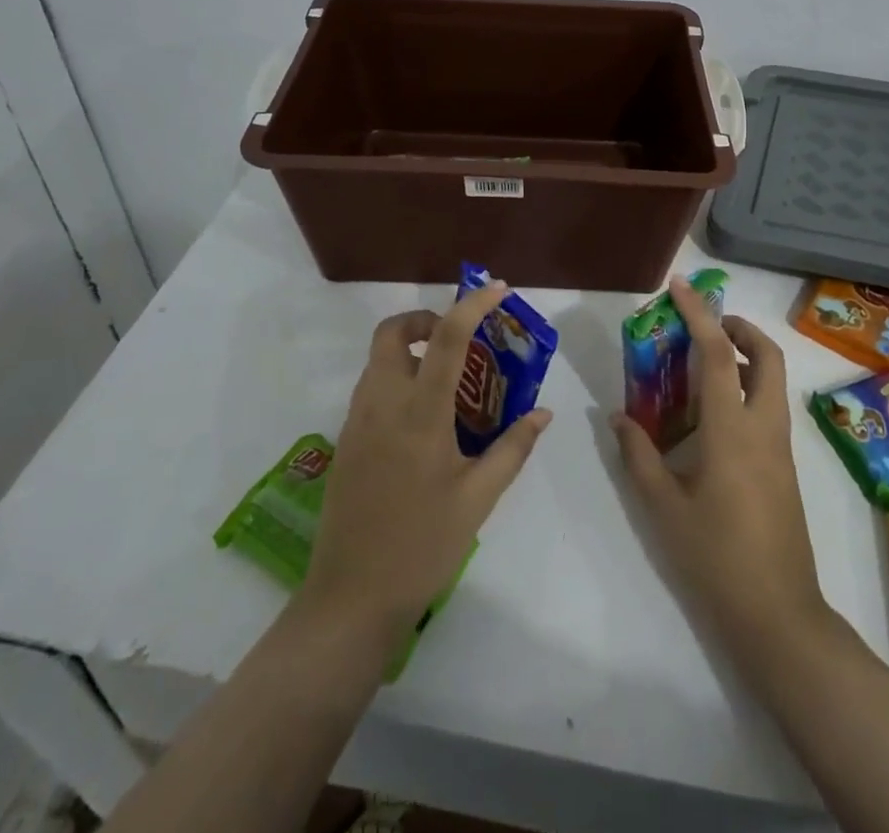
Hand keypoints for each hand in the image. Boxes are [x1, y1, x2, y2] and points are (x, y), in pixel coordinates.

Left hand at [301, 282, 552, 645]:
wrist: (350, 598)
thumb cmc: (422, 545)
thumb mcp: (478, 498)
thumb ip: (513, 448)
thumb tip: (542, 413)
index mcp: (419, 412)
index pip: (446, 336)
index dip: (473, 304)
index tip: (498, 289)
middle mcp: (382, 403)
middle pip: (392, 331)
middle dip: (424, 319)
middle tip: (458, 338)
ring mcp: (357, 421)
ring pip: (378, 359)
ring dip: (410, 349)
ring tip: (448, 379)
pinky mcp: (345, 441)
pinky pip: (371, 388)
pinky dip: (397, 378)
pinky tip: (424, 418)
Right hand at [611, 277, 828, 663]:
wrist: (778, 616)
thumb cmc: (715, 558)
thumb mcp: (663, 506)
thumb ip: (638, 455)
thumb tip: (618, 416)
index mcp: (733, 430)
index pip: (717, 354)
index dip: (699, 314)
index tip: (680, 286)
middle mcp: (764, 428)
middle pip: (768, 356)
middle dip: (740, 328)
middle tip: (704, 326)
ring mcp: (781, 448)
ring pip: (773, 381)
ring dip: (745, 357)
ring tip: (699, 367)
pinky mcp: (785, 468)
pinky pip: (768, 408)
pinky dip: (746, 389)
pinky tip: (710, 416)